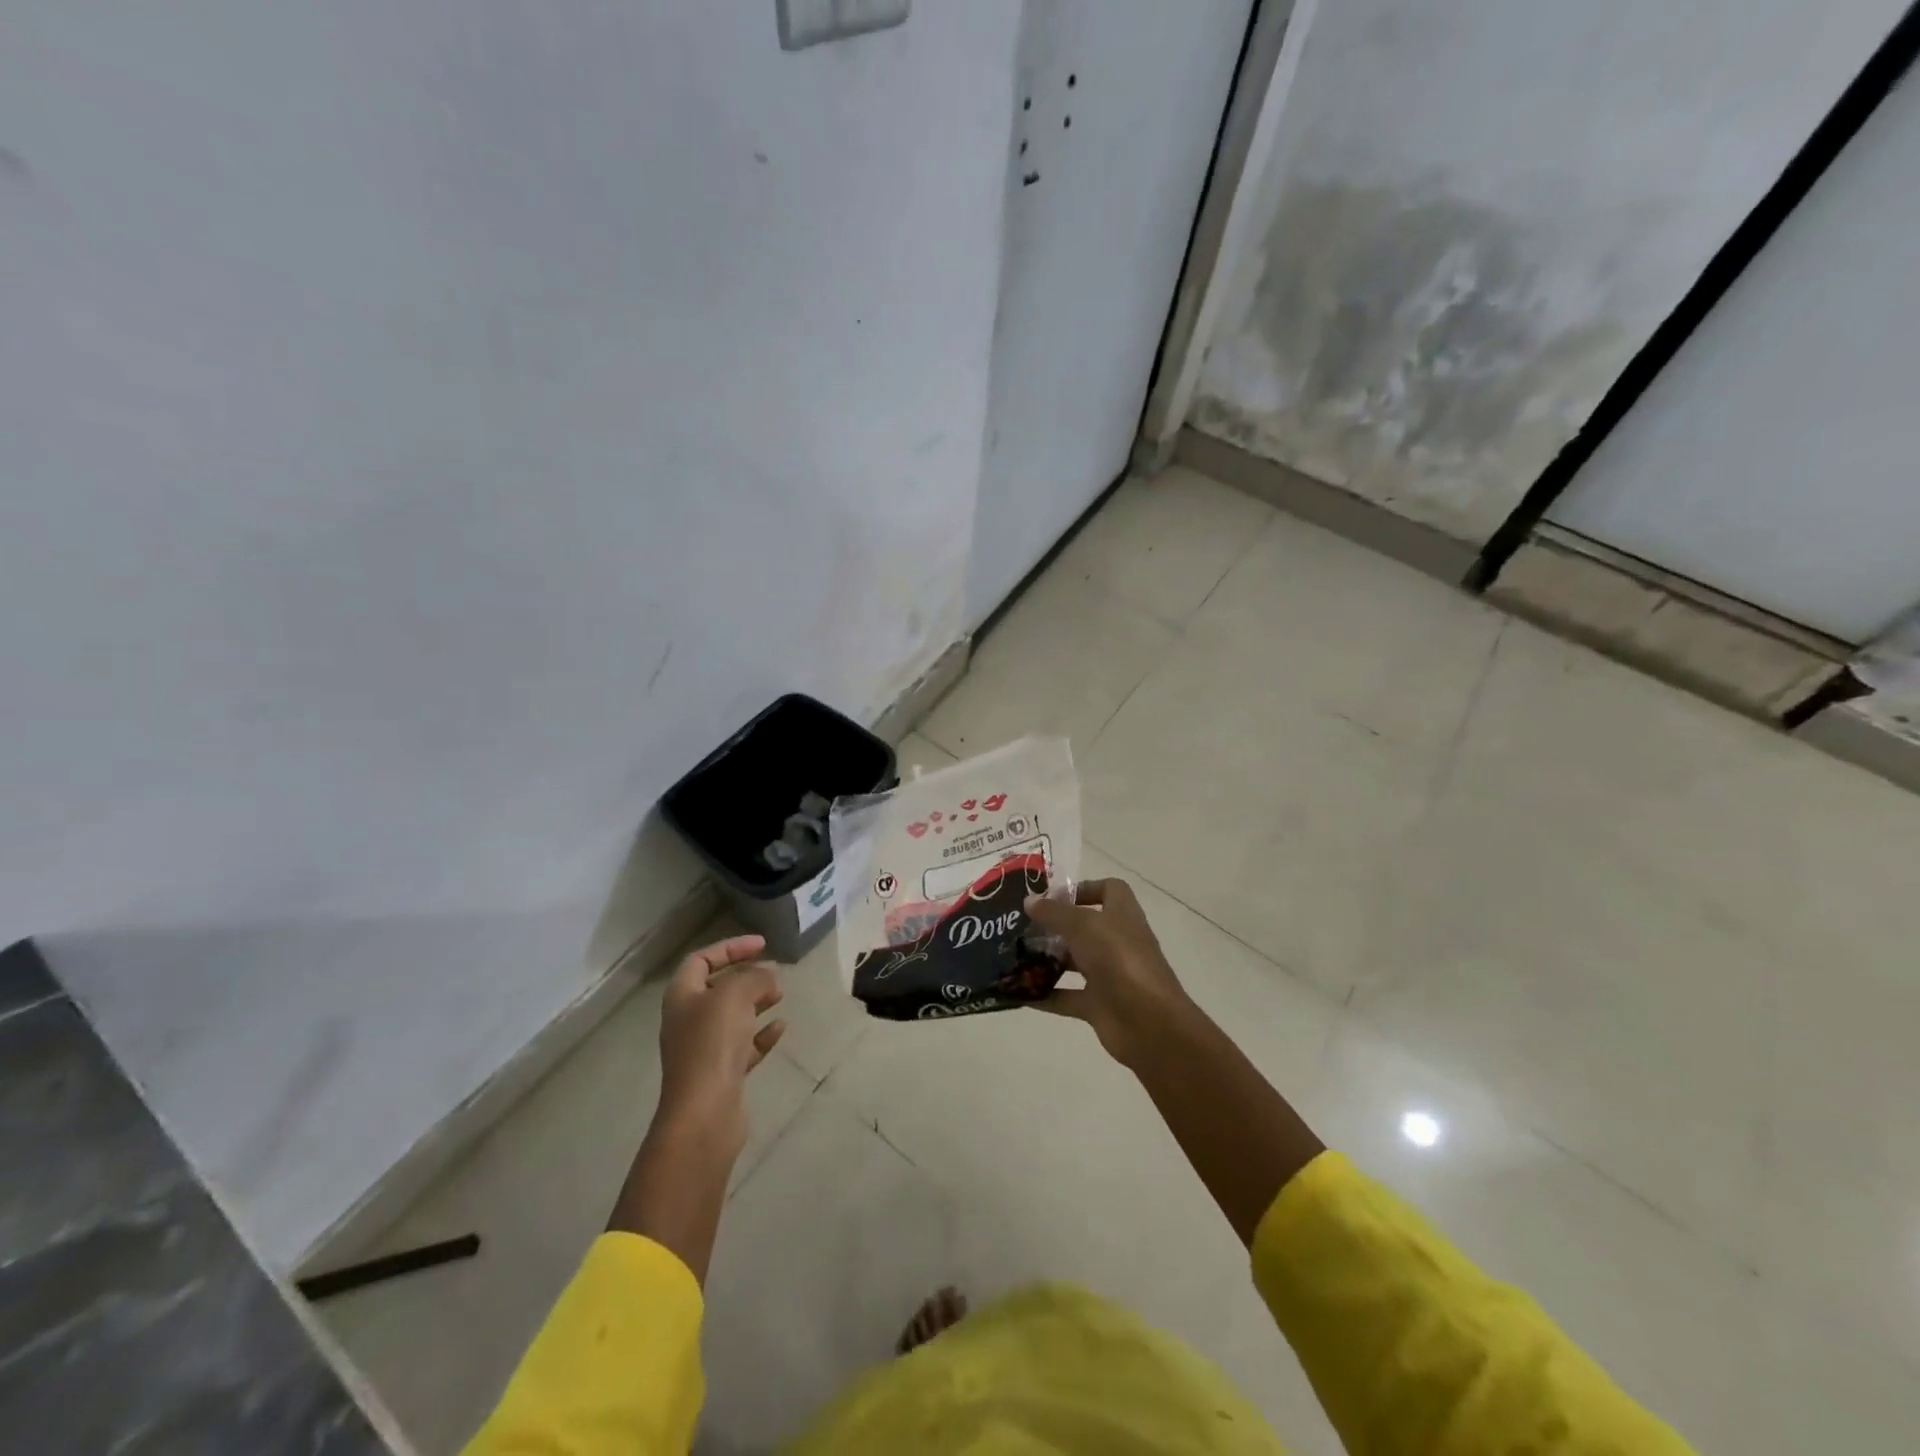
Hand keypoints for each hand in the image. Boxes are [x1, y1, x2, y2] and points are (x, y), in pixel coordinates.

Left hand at [656, 934, 786, 1157]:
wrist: (704, 1113)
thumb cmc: (712, 1044)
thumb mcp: (734, 996)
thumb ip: (754, 977)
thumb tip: (768, 976)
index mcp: (682, 996)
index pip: (702, 959)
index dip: (731, 948)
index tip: (762, 945)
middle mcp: (688, 1020)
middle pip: (717, 987)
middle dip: (746, 976)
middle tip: (774, 973)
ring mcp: (704, 1049)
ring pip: (732, 1016)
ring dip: (756, 1002)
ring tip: (780, 995)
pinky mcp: (722, 1074)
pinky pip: (744, 1045)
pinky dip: (762, 1034)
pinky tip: (781, 1028)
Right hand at [1025, 879, 1196, 1070]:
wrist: (1149, 1023)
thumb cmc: (1119, 960)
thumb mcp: (1083, 926)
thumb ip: (1054, 912)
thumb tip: (1029, 900)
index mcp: (1122, 915)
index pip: (1109, 890)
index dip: (1084, 888)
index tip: (1051, 896)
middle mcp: (1116, 942)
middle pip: (1085, 926)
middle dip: (1054, 925)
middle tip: (1020, 925)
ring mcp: (1109, 975)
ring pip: (1074, 962)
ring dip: (1046, 959)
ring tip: (1012, 954)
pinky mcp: (1098, 1005)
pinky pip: (1066, 997)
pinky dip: (1044, 995)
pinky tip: (1017, 992)